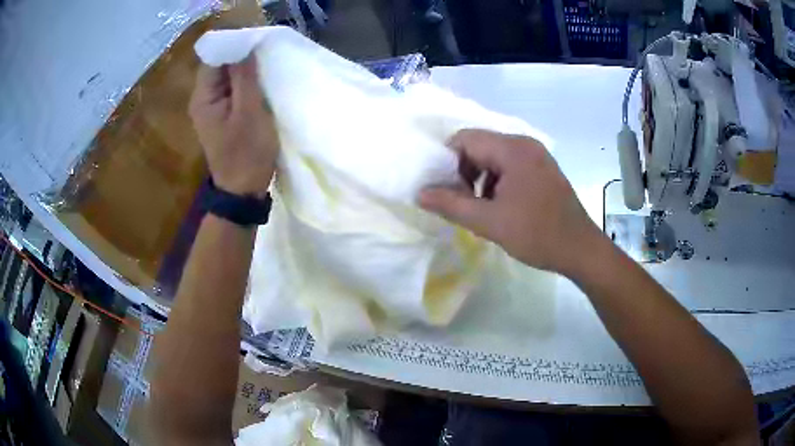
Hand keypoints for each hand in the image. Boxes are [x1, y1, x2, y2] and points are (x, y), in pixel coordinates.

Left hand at [189, 55, 278, 197]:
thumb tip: (246, 45)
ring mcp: (211, 109)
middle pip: (220, 66)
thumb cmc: (247, 153)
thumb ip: (245, 77)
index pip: (215, 57)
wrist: (242, 192)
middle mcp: (202, 99)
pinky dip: (246, 84)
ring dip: (246, 71)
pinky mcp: (221, 116)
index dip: (236, 45)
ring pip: (227, 78)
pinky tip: (261, 85)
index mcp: (204, 97)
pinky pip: (232, 90)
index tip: (259, 42)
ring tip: (267, 67)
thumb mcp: (250, 112)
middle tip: (267, 54)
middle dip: (242, 57)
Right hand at [419, 129, 603, 275]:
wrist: (580, 250)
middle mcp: (525, 144)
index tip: (446, 190)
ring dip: (481, 178)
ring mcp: (537, 156)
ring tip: (481, 208)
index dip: (448, 162)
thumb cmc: (536, 234)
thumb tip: (420, 194)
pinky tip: (501, 206)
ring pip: (495, 157)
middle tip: (462, 201)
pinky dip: (498, 181)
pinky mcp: (544, 169)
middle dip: (464, 171)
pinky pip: (511, 165)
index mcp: (512, 149)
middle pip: (480, 145)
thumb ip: (451, 205)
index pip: (465, 139)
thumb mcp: (489, 222)